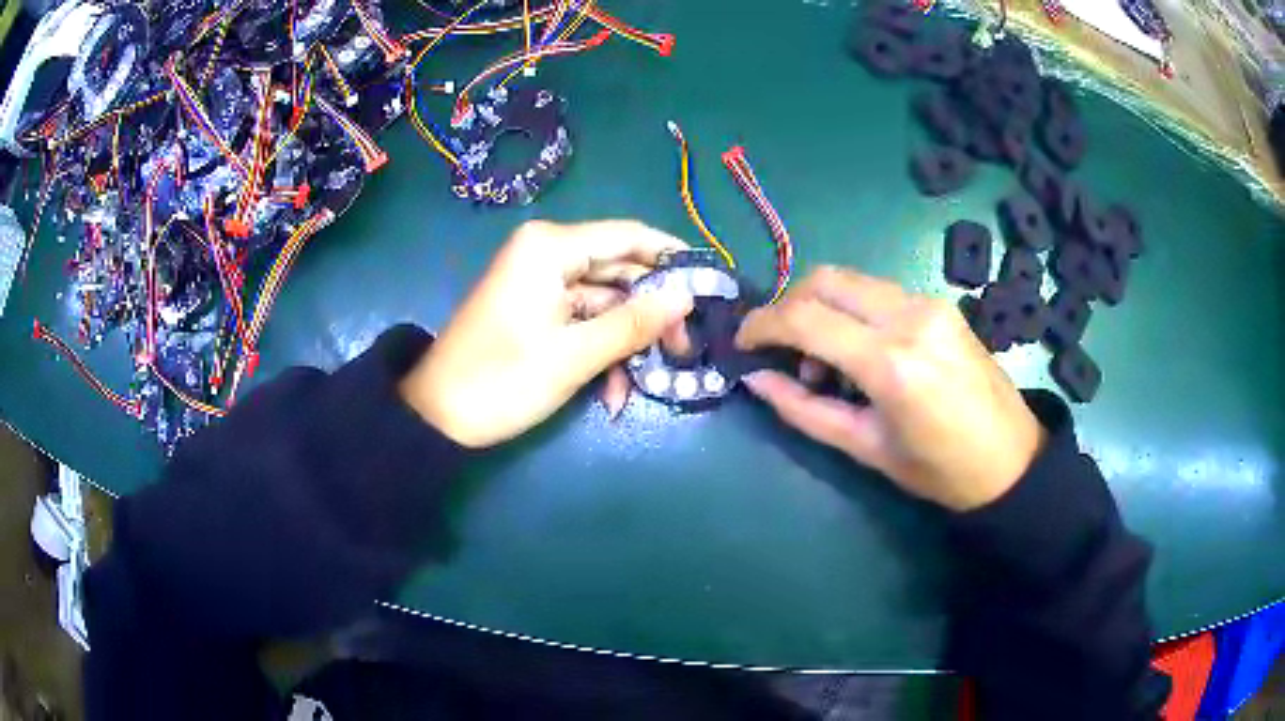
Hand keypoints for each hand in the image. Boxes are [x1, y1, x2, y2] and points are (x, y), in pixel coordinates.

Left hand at [401, 220, 691, 447]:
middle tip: (685, 349)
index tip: (712, 286)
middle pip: (620, 270)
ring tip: (650, 380)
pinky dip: (602, 349)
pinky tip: (613, 391)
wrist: (438, 417)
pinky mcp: (536, 310)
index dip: (674, 258)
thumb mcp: (574, 355)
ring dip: (627, 341)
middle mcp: (547, 253)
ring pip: (605, 300)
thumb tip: (687, 297)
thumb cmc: (502, 380)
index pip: (630, 236)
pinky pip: (583, 319)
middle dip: (652, 312)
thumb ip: (634, 323)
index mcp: (551, 247)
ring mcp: (540, 283)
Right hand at [736, 267, 1044, 510]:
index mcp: (891, 364)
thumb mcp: (866, 449)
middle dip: (787, 305)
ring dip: (820, 307)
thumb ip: (804, 410)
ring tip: (823, 361)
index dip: (762, 324)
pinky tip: (858, 350)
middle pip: (825, 279)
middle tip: (778, 348)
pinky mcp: (939, 304)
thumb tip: (755, 380)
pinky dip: (850, 310)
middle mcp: (909, 317)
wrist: (1011, 459)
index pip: (805, 318)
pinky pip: (877, 291)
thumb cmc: (938, 470)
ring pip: (850, 279)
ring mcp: (928, 304)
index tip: (742, 343)